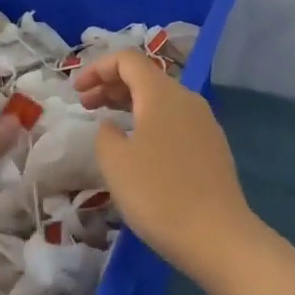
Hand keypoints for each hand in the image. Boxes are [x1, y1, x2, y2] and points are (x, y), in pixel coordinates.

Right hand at [74, 50, 257, 278]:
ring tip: (108, 123)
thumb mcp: (115, 162)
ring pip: (161, 99)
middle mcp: (186, 98)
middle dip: (111, 85)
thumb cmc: (158, 193)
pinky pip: (175, 119)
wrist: (217, 235)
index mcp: (161, 93)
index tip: (77, 90)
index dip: (98, 68)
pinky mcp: (212, 145)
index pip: (127, 59)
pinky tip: (139, 147)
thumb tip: (113, 126)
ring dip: (130, 104)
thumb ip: (105, 134)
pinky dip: (150, 121)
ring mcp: (204, 121)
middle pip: (145, 76)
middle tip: (85, 105)